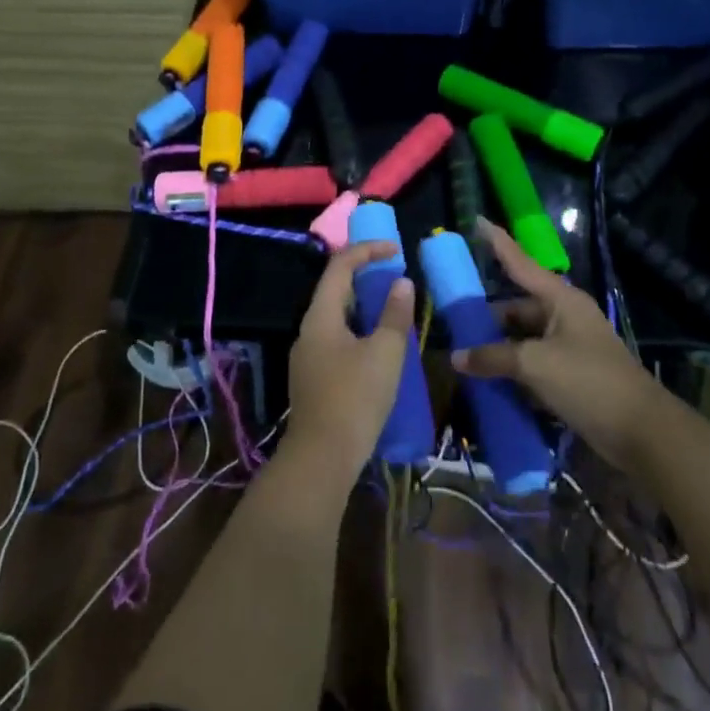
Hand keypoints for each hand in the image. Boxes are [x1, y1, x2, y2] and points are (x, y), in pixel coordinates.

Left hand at [283, 240, 415, 488]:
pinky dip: (358, 329)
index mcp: (320, 316)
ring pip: (336, 316)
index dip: (368, 251)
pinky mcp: (314, 378)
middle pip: (334, 289)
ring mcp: (308, 356)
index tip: (396, 250)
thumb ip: (394, 314)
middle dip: (365, 275)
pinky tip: (378, 344)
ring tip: (392, 306)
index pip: (340, 266)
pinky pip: (336, 339)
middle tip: (395, 274)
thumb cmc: (355, 398)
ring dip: (363, 304)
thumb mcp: (384, 353)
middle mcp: (308, 330)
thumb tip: (401, 283)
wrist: (322, 459)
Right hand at [451, 218, 662, 470]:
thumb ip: (494, 358)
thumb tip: (457, 357)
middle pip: (518, 307)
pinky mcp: (572, 375)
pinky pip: (533, 364)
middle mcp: (565, 316)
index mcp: (561, 300)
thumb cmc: (588, 382)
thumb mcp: (535, 365)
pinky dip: (513, 370)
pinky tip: (488, 380)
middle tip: (454, 321)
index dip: (498, 243)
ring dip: (498, 347)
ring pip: (524, 338)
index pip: (521, 263)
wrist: (641, 433)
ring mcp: (570, 347)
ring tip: (464, 353)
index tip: (477, 221)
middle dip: (488, 315)